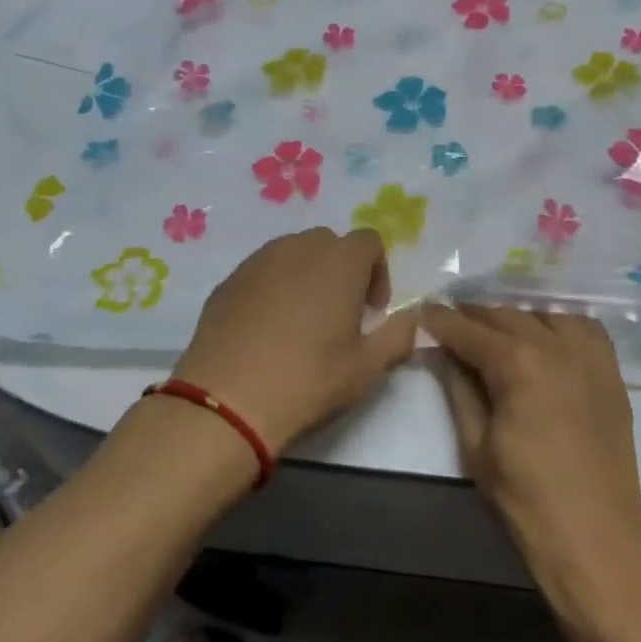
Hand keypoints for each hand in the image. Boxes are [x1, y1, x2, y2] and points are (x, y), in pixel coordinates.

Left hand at [173, 228, 417, 455]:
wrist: (226, 400)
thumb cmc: (308, 379)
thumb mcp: (367, 367)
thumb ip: (399, 336)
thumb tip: (413, 319)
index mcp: (340, 261)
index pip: (369, 241)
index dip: (378, 272)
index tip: (372, 311)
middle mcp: (299, 247)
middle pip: (330, 244)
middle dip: (342, 271)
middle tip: (341, 315)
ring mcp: (258, 260)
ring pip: (293, 254)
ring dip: (307, 276)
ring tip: (302, 321)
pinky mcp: (229, 280)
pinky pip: (262, 271)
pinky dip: (273, 288)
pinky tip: (267, 329)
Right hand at [424, 304, 640, 593]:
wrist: (597, 540)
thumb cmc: (526, 500)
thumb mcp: (476, 446)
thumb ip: (458, 389)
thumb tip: (443, 353)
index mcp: (518, 364)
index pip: (468, 329)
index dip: (441, 320)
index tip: (423, 310)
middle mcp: (556, 346)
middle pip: (506, 315)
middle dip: (474, 315)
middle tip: (450, 321)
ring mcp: (589, 356)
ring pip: (545, 314)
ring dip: (515, 316)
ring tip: (495, 329)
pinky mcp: (611, 372)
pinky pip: (584, 328)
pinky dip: (559, 323)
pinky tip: (545, 336)